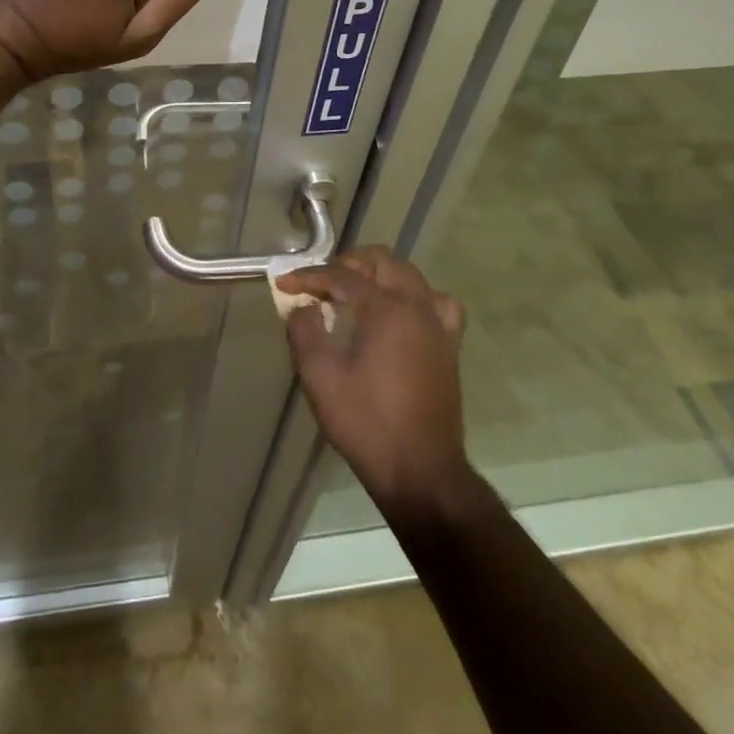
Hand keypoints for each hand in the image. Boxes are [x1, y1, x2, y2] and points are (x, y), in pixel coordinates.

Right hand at [277, 247, 470, 512]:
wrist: (420, 471)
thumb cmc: (366, 422)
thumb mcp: (320, 377)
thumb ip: (304, 332)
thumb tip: (303, 308)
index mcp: (385, 309)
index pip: (342, 276)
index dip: (309, 276)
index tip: (284, 284)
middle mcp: (416, 306)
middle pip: (382, 262)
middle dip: (348, 264)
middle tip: (321, 282)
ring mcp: (438, 326)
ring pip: (411, 276)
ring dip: (380, 274)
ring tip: (357, 291)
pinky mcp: (449, 347)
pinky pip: (437, 304)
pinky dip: (416, 297)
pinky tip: (402, 313)